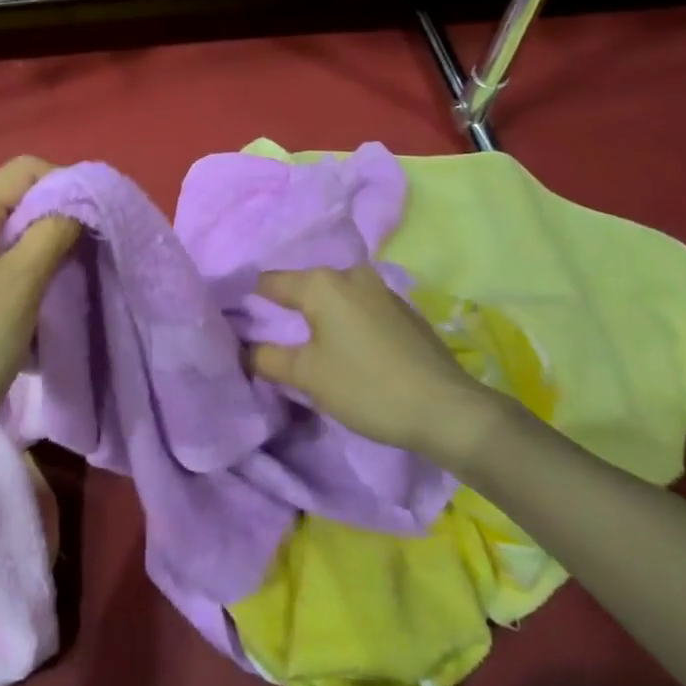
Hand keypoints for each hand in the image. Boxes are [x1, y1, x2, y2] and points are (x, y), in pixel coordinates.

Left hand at [0, 156, 79, 453]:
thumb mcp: (22, 284)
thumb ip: (54, 230)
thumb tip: (78, 202)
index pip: (24, 170)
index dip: (65, 185)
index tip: (93, 222)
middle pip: (10, 195)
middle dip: (51, 214)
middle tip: (82, 250)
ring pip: (0, 225)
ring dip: (35, 239)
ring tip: (60, 271)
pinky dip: (13, 258)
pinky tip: (28, 287)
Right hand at [249, 265, 508, 467]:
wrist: (449, 410)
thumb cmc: (366, 387)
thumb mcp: (306, 376)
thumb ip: (266, 358)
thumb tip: (244, 349)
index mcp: (320, 283)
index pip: (267, 283)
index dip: (247, 301)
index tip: (235, 321)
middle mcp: (349, 274)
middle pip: (303, 287)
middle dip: (286, 309)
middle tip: (271, 337)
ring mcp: (381, 289)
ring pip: (334, 296)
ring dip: (319, 315)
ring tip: (309, 344)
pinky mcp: (403, 310)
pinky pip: (358, 307)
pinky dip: (345, 321)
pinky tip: (348, 348)